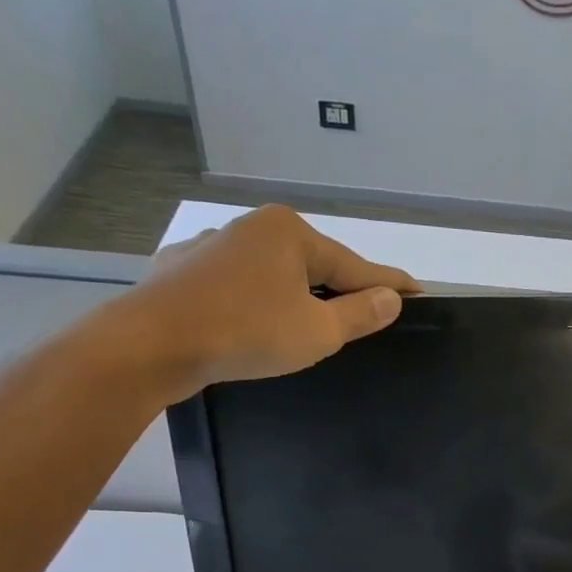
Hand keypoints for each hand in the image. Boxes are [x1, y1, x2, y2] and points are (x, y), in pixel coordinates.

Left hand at [113, 204, 416, 399]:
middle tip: (367, 316)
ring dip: (297, 297)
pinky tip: (255, 322)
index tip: (419, 292)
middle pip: (315, 265)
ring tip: (311, 324)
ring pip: (274, 274)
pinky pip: (239, 286)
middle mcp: (252, 228)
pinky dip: (258, 302)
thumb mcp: (318, 331)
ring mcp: (213, 246)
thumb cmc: (247, 333)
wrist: (152, 343)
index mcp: (290, 233)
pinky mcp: (185, 271)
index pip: (356, 265)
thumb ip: (359, 314)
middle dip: (340, 290)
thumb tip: (391, 297)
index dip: (390, 284)